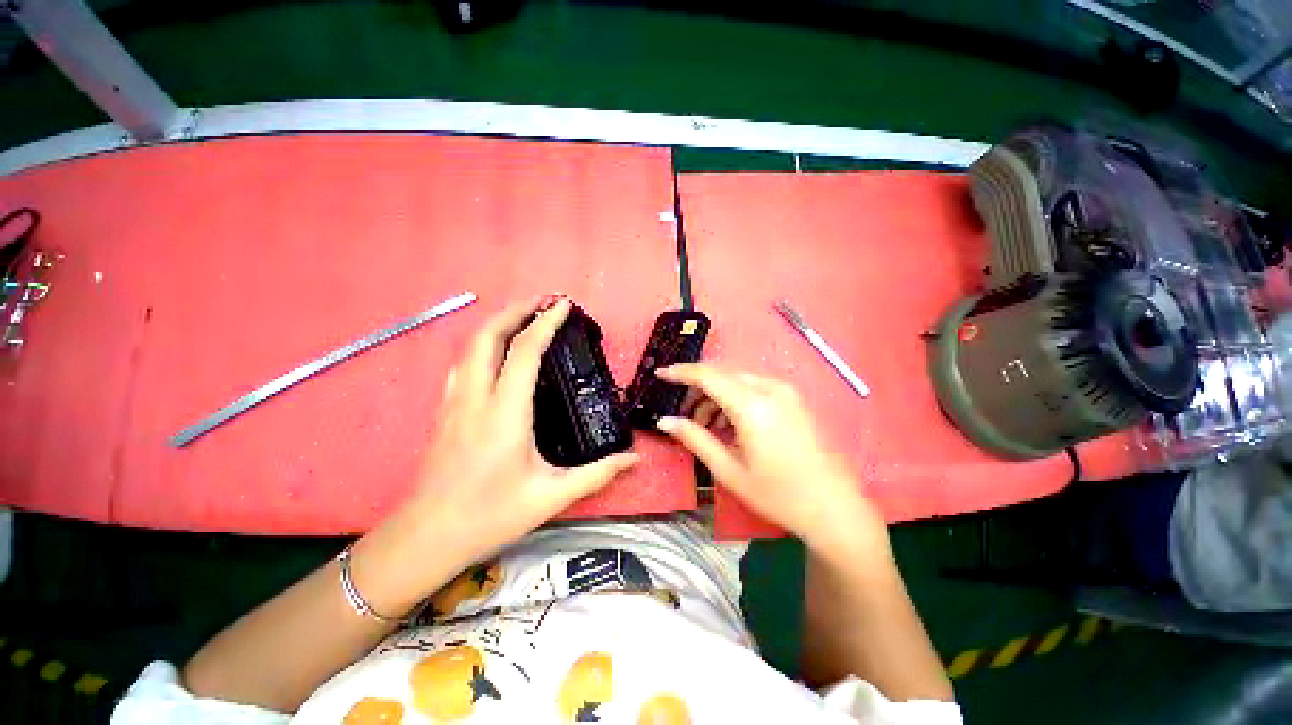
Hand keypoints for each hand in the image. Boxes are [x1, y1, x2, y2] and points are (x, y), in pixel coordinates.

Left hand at [401, 296, 638, 562]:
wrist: (427, 537)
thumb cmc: (490, 515)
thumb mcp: (551, 496)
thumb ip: (597, 474)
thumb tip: (634, 459)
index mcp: (505, 413)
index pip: (524, 352)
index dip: (545, 324)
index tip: (563, 307)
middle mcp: (476, 399)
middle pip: (487, 336)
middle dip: (514, 311)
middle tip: (542, 302)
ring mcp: (455, 403)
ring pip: (469, 347)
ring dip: (496, 325)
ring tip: (522, 318)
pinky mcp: (445, 412)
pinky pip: (462, 365)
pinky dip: (481, 346)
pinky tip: (495, 354)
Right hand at [655, 364, 887, 555]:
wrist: (836, 508)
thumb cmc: (779, 494)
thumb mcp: (730, 470)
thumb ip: (695, 439)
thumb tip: (665, 421)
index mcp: (753, 405)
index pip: (707, 375)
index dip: (680, 372)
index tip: (660, 374)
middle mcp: (770, 388)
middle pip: (722, 374)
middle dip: (698, 388)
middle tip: (683, 414)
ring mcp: (786, 391)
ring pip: (738, 379)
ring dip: (716, 394)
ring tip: (707, 426)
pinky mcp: (795, 399)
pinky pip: (755, 387)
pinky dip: (735, 398)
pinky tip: (731, 424)